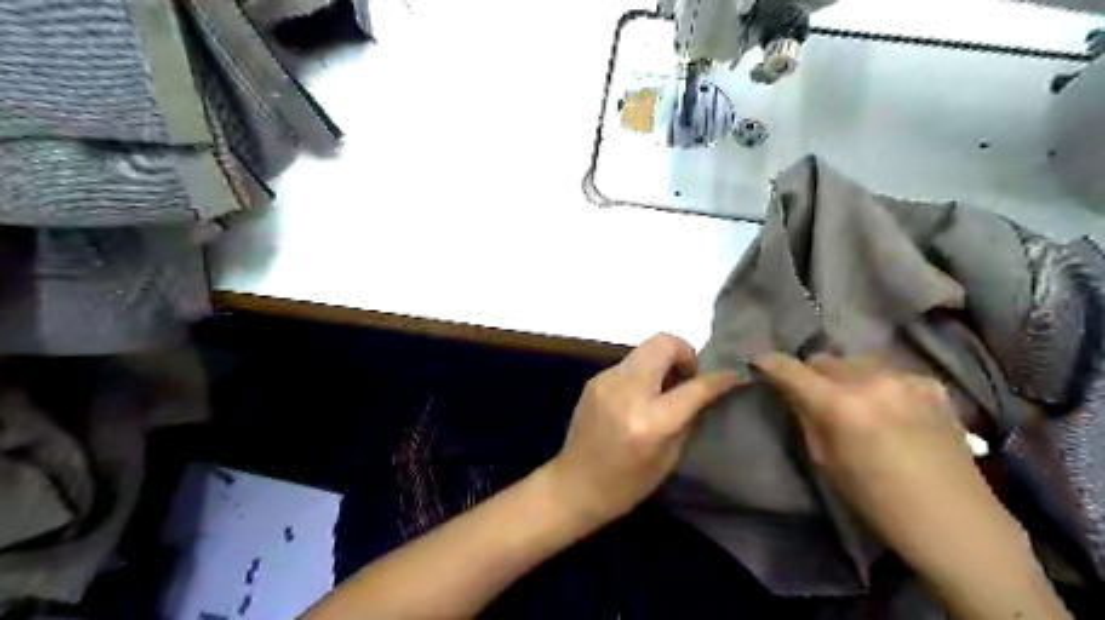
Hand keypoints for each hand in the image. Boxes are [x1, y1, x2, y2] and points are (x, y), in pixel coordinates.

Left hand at [546, 334, 741, 527]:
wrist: (574, 484)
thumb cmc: (626, 484)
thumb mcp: (669, 458)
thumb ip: (687, 417)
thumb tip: (702, 390)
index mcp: (650, 421)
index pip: (693, 387)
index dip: (719, 378)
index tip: (733, 374)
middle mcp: (627, 392)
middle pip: (663, 343)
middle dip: (685, 353)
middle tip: (687, 377)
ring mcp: (607, 381)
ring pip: (645, 348)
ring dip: (663, 361)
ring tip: (665, 386)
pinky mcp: (595, 379)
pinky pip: (629, 363)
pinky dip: (644, 371)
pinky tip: (642, 394)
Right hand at [756, 354, 1021, 575]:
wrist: (954, 520)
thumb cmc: (877, 500)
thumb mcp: (826, 461)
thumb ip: (806, 417)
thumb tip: (791, 391)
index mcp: (841, 405)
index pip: (792, 369)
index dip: (770, 363)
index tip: (759, 361)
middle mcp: (872, 380)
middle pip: (825, 359)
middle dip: (812, 373)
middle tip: (813, 393)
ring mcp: (906, 378)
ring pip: (857, 362)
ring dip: (846, 376)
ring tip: (854, 401)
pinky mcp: (930, 384)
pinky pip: (889, 372)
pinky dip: (878, 383)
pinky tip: (888, 408)